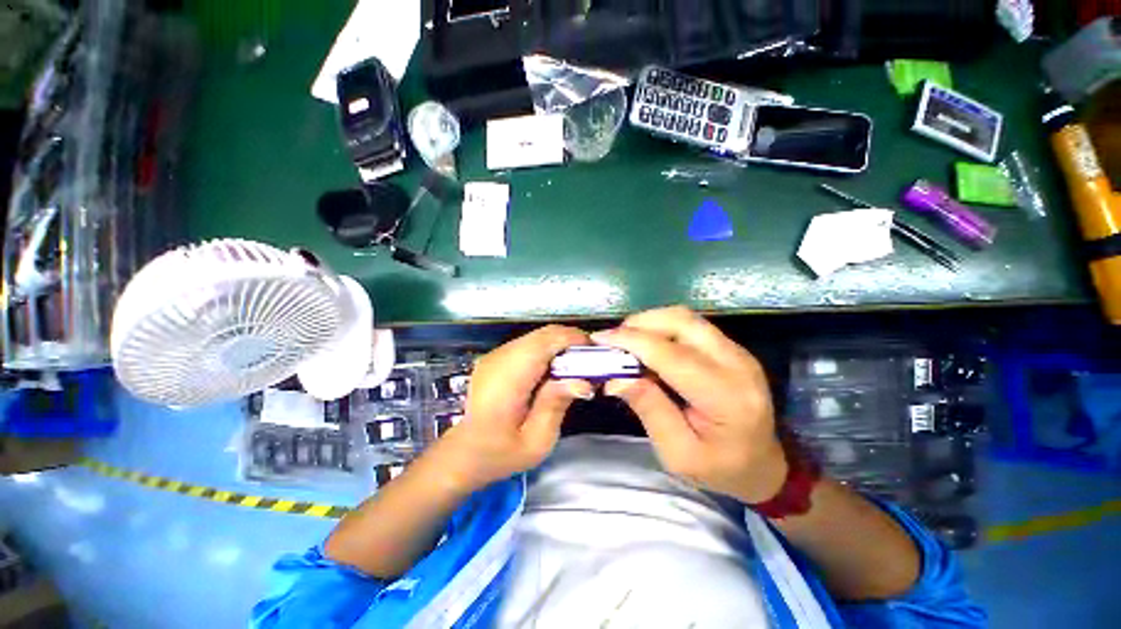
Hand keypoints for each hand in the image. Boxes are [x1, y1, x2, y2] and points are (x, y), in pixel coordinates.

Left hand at [436, 325, 592, 492]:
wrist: (462, 453)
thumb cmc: (499, 453)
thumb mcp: (536, 441)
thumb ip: (557, 405)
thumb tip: (583, 381)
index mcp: (510, 377)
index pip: (547, 340)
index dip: (575, 339)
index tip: (596, 352)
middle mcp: (501, 357)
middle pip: (544, 334)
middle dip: (571, 341)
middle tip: (589, 361)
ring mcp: (496, 355)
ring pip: (537, 337)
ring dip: (559, 346)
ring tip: (574, 367)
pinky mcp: (496, 358)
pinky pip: (528, 345)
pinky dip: (546, 351)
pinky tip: (553, 371)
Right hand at [592, 306, 787, 503]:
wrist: (764, 467)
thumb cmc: (720, 469)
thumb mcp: (678, 453)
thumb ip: (649, 410)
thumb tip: (615, 378)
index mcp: (725, 396)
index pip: (671, 354)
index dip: (632, 341)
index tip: (600, 339)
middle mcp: (736, 364)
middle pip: (681, 322)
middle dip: (640, 324)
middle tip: (614, 340)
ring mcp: (737, 352)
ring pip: (685, 318)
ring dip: (650, 323)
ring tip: (627, 342)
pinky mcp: (731, 349)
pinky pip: (691, 326)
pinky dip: (662, 328)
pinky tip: (648, 345)